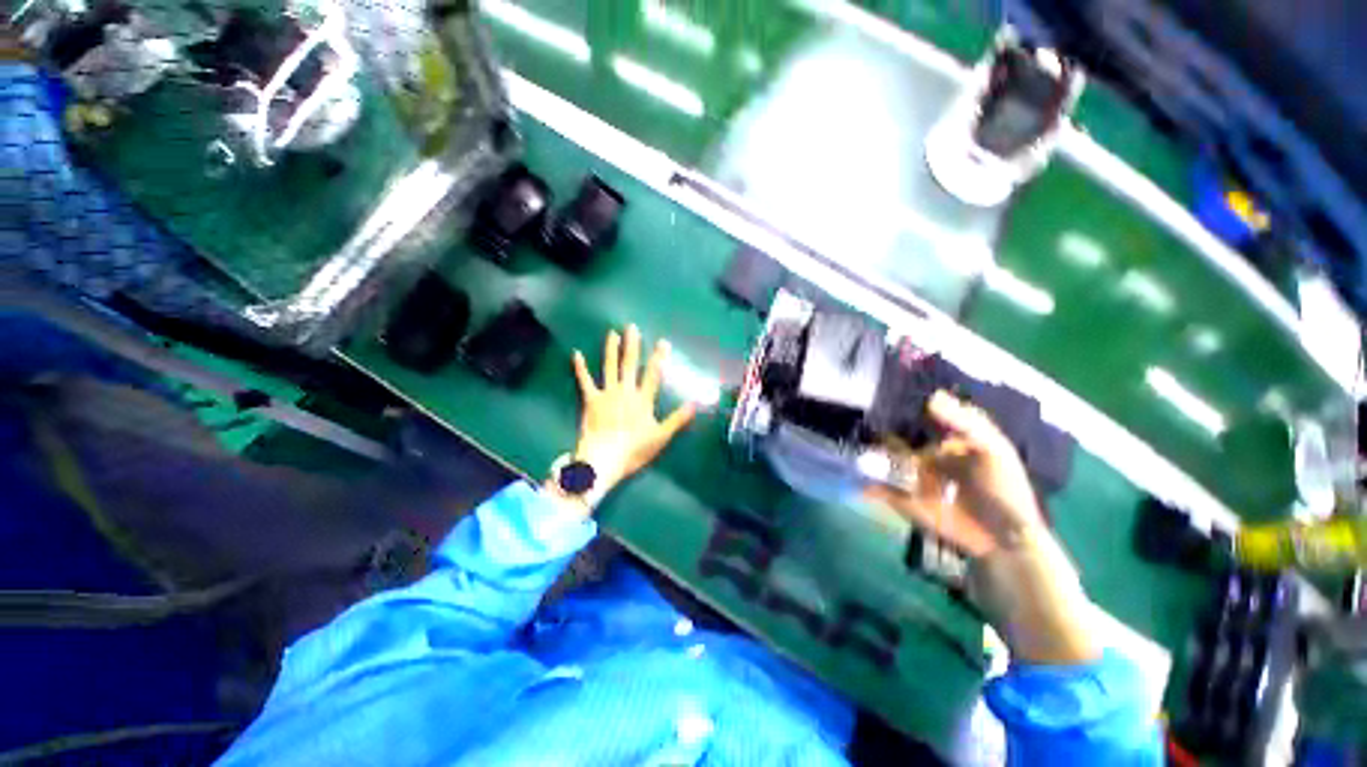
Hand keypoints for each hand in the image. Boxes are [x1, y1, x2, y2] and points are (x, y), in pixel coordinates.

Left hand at [570, 325, 695, 494]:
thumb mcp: (661, 437)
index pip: (654, 374)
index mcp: (643, 399)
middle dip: (632, 345)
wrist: (604, 459)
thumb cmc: (634, 449)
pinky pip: (585, 381)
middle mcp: (626, 391)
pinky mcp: (591, 400)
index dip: (659, 357)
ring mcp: (607, 394)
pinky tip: (577, 354)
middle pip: (630, 365)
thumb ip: (678, 419)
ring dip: (611, 350)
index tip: (663, 342)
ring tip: (612, 333)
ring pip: (610, 367)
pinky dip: (580, 368)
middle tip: (632, 327)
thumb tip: (695, 403)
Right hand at [865, 391, 1098, 664]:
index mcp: (944, 440)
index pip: (915, 417)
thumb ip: (964, 421)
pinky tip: (851, 476)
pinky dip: (863, 484)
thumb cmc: (1003, 490)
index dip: (896, 406)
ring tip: (840, 439)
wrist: (1002, 541)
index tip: (874, 391)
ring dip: (862, 452)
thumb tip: (931, 397)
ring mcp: (907, 477)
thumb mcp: (993, 449)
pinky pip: (877, 488)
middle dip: (872, 427)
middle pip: (891, 436)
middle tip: (850, 414)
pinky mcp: (900, 499)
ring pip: (879, 459)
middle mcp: (920, 454)